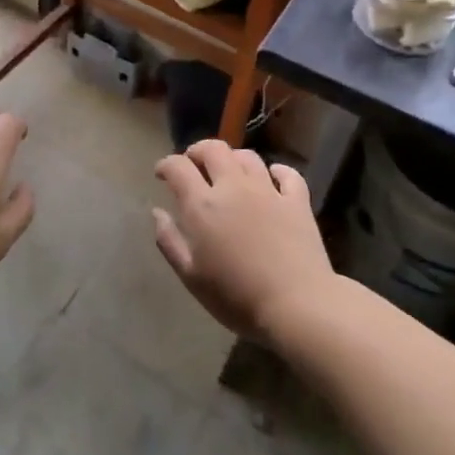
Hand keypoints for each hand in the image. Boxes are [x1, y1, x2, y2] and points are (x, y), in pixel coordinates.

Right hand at [152, 140, 337, 339]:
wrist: (296, 305)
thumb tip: (157, 212)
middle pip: (213, 149)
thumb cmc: (236, 296)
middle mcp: (233, 187)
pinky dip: (277, 170)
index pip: (178, 167)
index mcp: (203, 205)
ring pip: (248, 157)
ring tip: (229, 171)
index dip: (166, 165)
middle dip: (197, 151)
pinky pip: (287, 174)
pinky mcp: (297, 201)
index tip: (161, 174)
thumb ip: (169, 240)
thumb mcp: (191, 276)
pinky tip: (273, 177)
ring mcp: (268, 191)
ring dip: (233, 158)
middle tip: (193, 164)